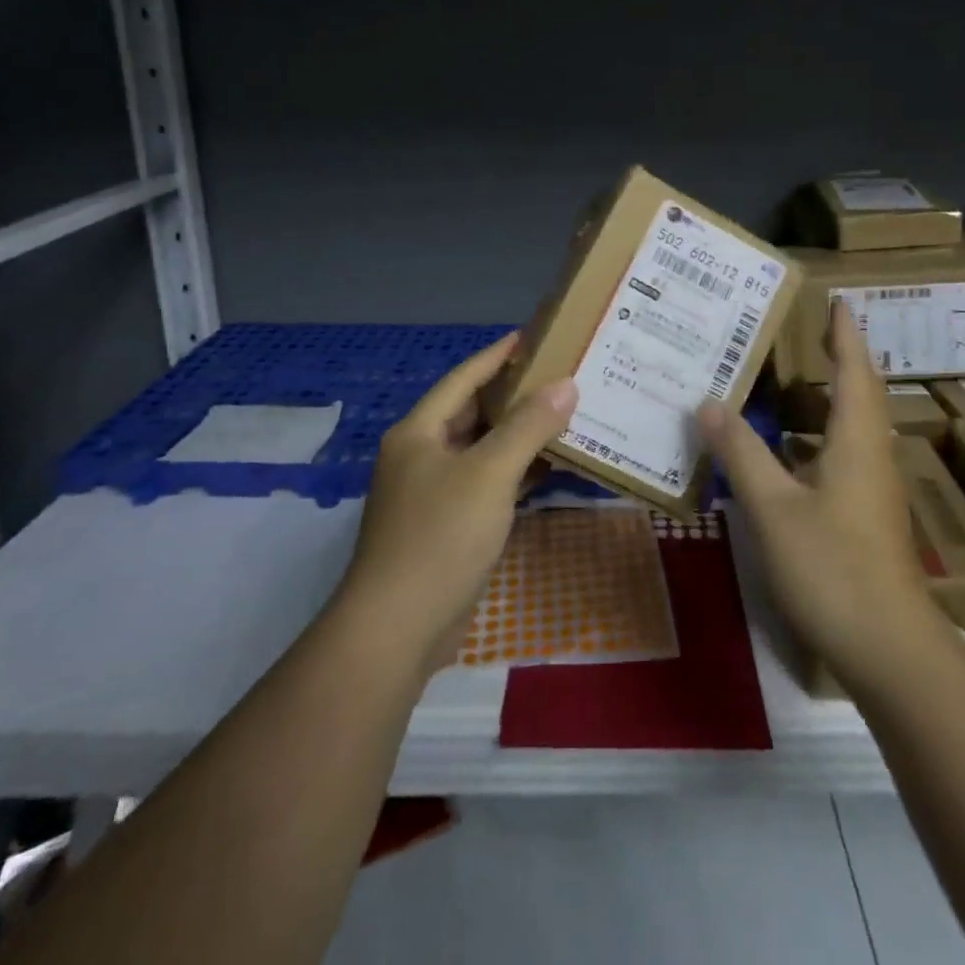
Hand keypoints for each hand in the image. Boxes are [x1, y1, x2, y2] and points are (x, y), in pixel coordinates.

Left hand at [335, 333, 577, 671]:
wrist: (398, 629)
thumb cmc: (440, 536)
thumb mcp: (489, 473)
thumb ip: (528, 426)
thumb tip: (566, 385)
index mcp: (419, 432)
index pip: (464, 378)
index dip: (498, 355)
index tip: (533, 335)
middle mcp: (422, 456)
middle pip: (473, 412)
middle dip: (515, 395)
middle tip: (561, 377)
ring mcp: (433, 494)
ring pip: (483, 450)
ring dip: (519, 435)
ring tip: (565, 416)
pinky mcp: (447, 527)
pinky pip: (487, 484)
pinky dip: (516, 473)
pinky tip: (550, 469)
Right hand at [699, 302, 936, 691]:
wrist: (890, 650)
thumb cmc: (833, 569)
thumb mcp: (774, 508)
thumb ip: (741, 453)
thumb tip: (710, 402)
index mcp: (856, 442)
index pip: (854, 372)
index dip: (846, 335)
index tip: (840, 302)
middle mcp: (871, 458)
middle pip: (860, 396)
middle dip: (841, 361)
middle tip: (810, 336)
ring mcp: (873, 491)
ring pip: (853, 430)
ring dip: (830, 402)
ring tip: (793, 386)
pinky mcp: (867, 520)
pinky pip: (844, 458)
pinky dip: (820, 439)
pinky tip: (791, 455)